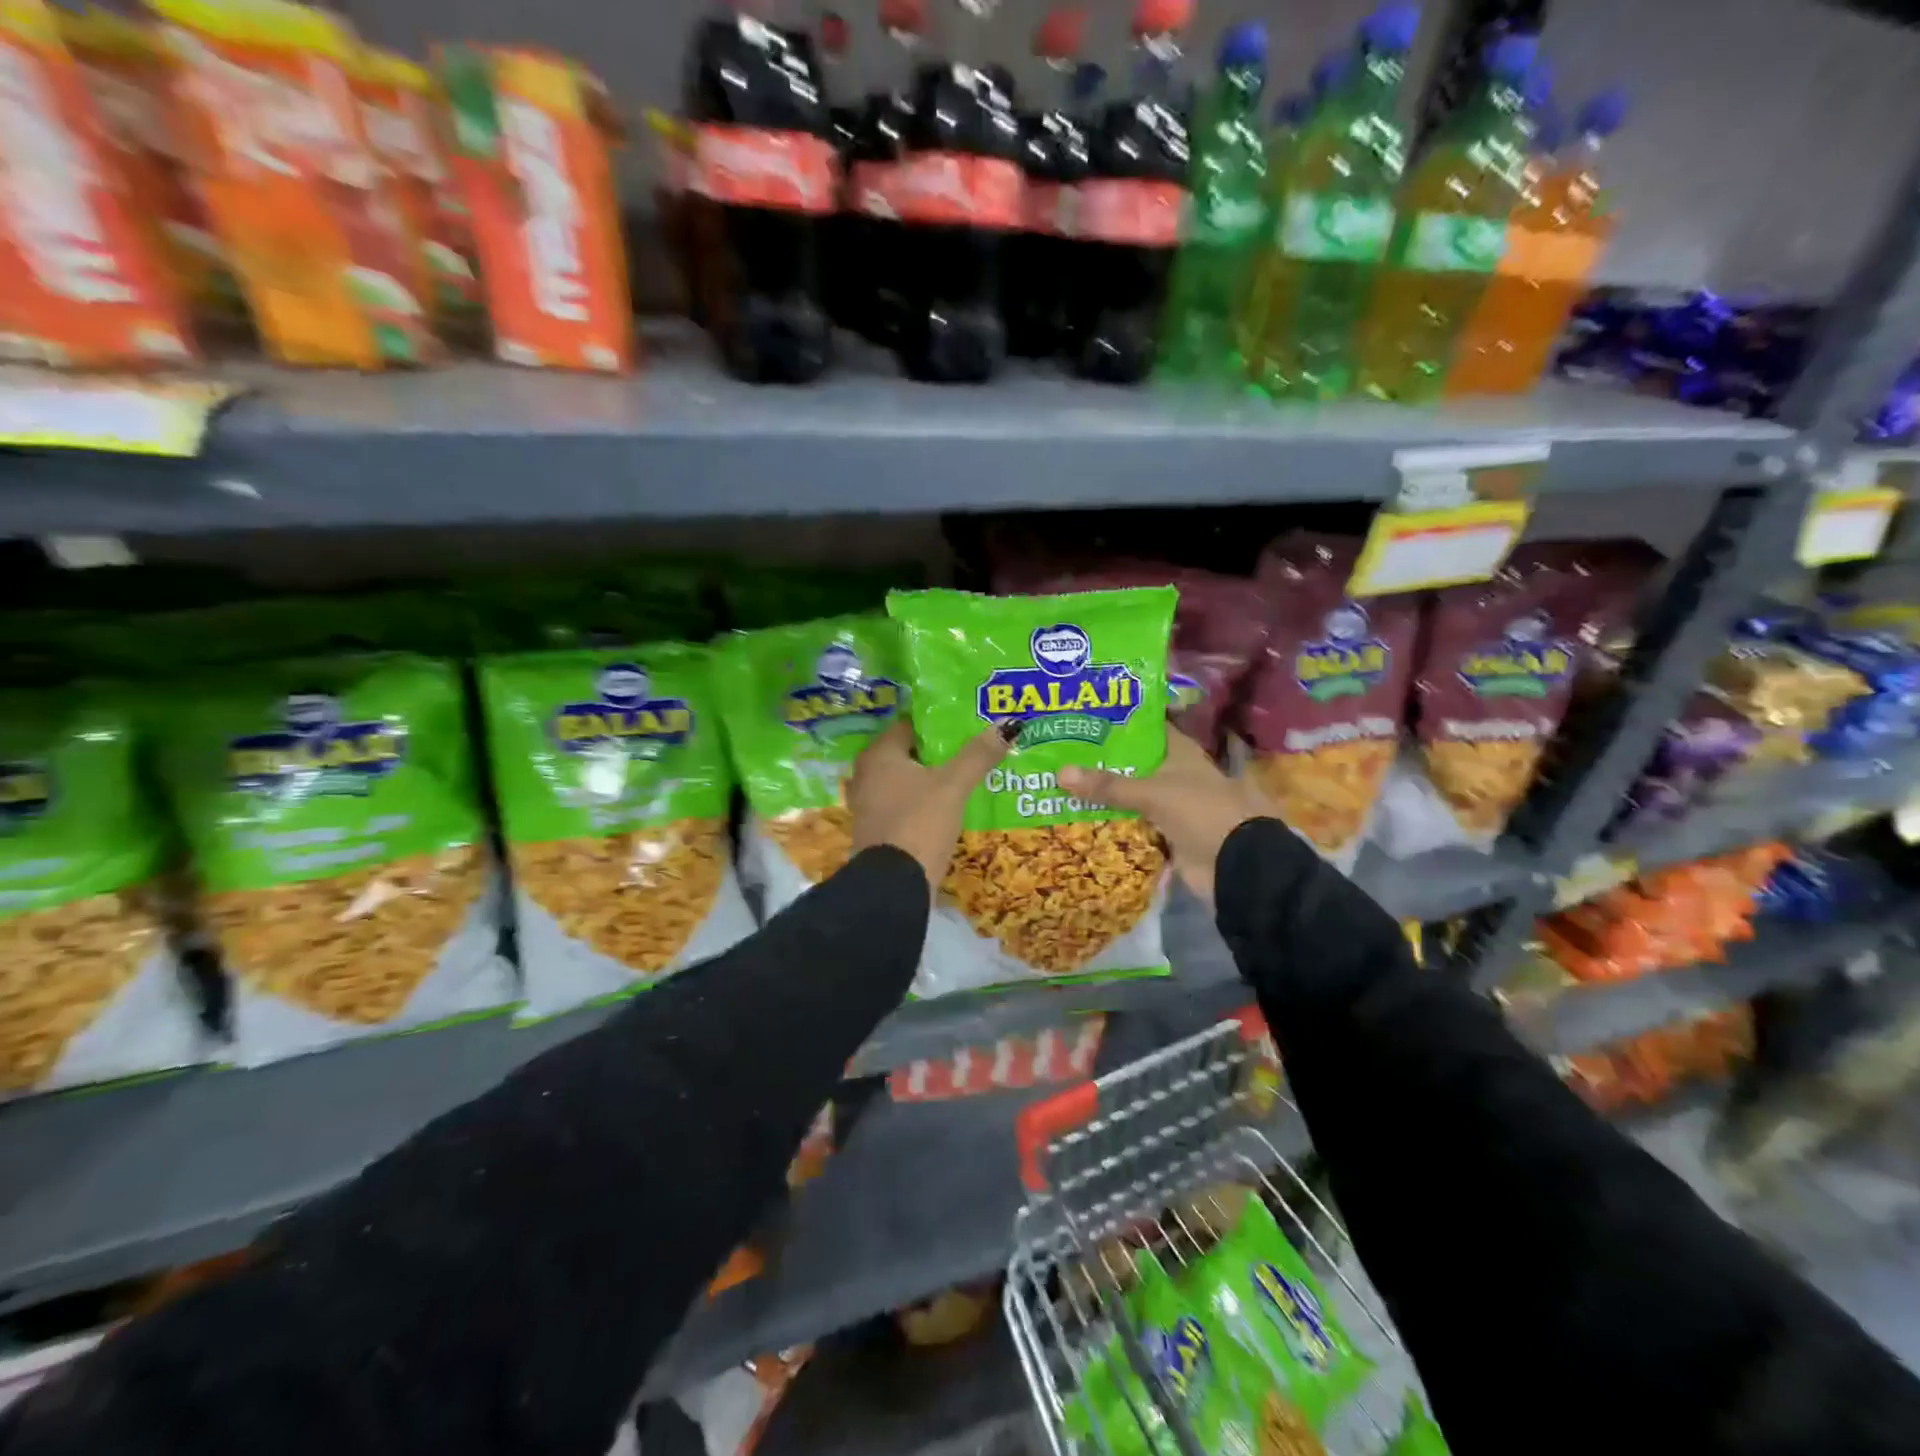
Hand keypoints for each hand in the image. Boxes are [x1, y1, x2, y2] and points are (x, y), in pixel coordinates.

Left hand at [848, 720, 1010, 889]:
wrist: (894, 885)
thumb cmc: (919, 822)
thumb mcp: (953, 786)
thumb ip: (978, 755)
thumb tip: (1010, 724)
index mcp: (879, 754)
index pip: (910, 725)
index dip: (938, 723)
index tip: (966, 723)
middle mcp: (867, 774)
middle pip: (908, 753)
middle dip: (938, 752)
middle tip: (972, 747)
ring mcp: (869, 804)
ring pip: (906, 781)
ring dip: (931, 778)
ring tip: (966, 775)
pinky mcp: (878, 829)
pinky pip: (904, 804)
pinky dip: (923, 801)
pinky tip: (948, 805)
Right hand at [1058, 730, 1268, 903]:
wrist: (1236, 865)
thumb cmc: (1201, 812)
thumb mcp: (1152, 793)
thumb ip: (1108, 785)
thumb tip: (1059, 772)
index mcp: (1181, 754)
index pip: (1149, 729)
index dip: (1122, 722)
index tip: (1087, 718)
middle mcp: (1177, 776)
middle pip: (1135, 765)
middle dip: (1104, 762)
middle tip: (1062, 754)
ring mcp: (1172, 807)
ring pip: (1132, 796)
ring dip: (1106, 796)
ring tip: (1063, 785)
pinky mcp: (1167, 836)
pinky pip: (1134, 825)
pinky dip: (1114, 824)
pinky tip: (1082, 819)